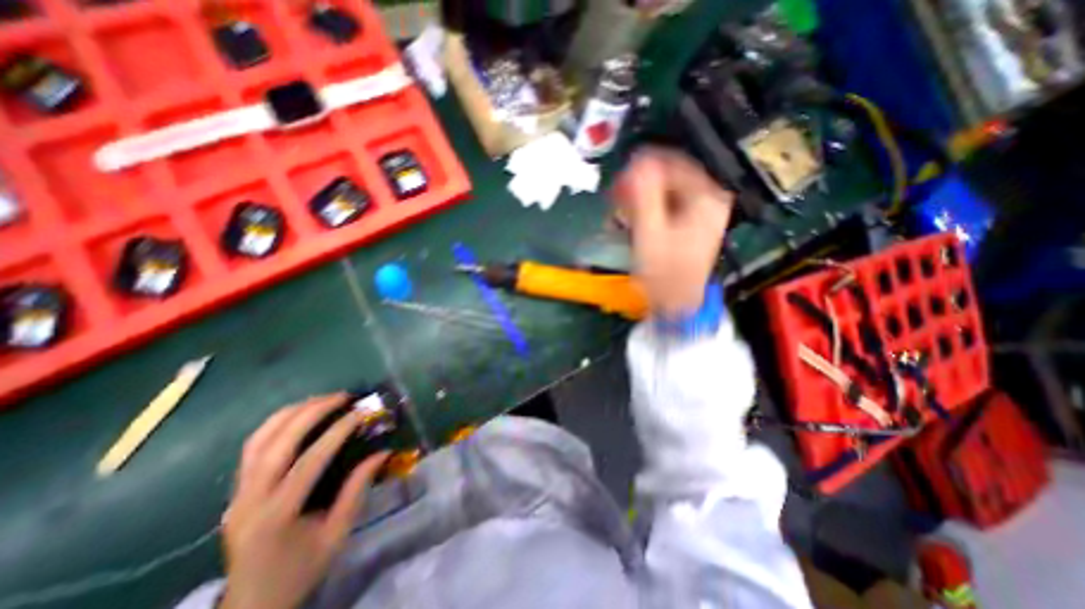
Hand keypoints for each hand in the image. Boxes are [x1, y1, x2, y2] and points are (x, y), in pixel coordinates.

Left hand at [219, 394, 390, 608]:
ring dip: (292, 413)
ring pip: (258, 440)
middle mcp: (249, 500)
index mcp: (276, 516)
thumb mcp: (337, 533)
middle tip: (342, 397)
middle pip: (277, 443)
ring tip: (322, 399)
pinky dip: (276, 424)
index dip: (338, 431)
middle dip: (312, 412)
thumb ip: (357, 489)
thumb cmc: (301, 570)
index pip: (309, 461)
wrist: (251, 604)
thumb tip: (382, 452)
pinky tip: (298, 415)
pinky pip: (252, 448)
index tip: (362, 412)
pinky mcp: (234, 491)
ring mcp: (236, 495)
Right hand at [610, 148, 736, 317]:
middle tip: (616, 200)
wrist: (676, 303)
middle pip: (670, 176)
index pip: (672, 163)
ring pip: (666, 191)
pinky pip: (667, 206)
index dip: (642, 168)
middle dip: (639, 186)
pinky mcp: (691, 224)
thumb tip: (638, 160)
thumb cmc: (664, 272)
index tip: (619, 181)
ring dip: (641, 199)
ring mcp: (701, 212)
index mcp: (705, 197)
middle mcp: (708, 199)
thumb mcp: (650, 232)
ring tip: (621, 214)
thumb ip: (644, 194)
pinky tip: (634, 221)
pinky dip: (648, 210)